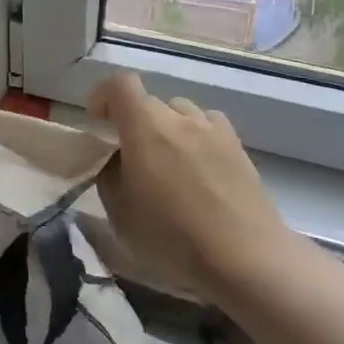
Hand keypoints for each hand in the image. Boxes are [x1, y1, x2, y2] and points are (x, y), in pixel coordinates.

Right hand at [89, 72, 290, 301]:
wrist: (246, 259)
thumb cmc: (173, 238)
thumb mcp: (120, 214)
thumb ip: (109, 176)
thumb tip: (114, 160)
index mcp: (145, 127)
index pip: (119, 84)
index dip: (103, 96)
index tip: (98, 124)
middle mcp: (180, 117)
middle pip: (149, 102)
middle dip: (134, 122)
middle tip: (132, 158)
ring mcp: (214, 129)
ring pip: (181, 112)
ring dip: (167, 128)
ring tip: (168, 163)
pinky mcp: (239, 147)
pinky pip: (209, 127)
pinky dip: (196, 137)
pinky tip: (199, 169)